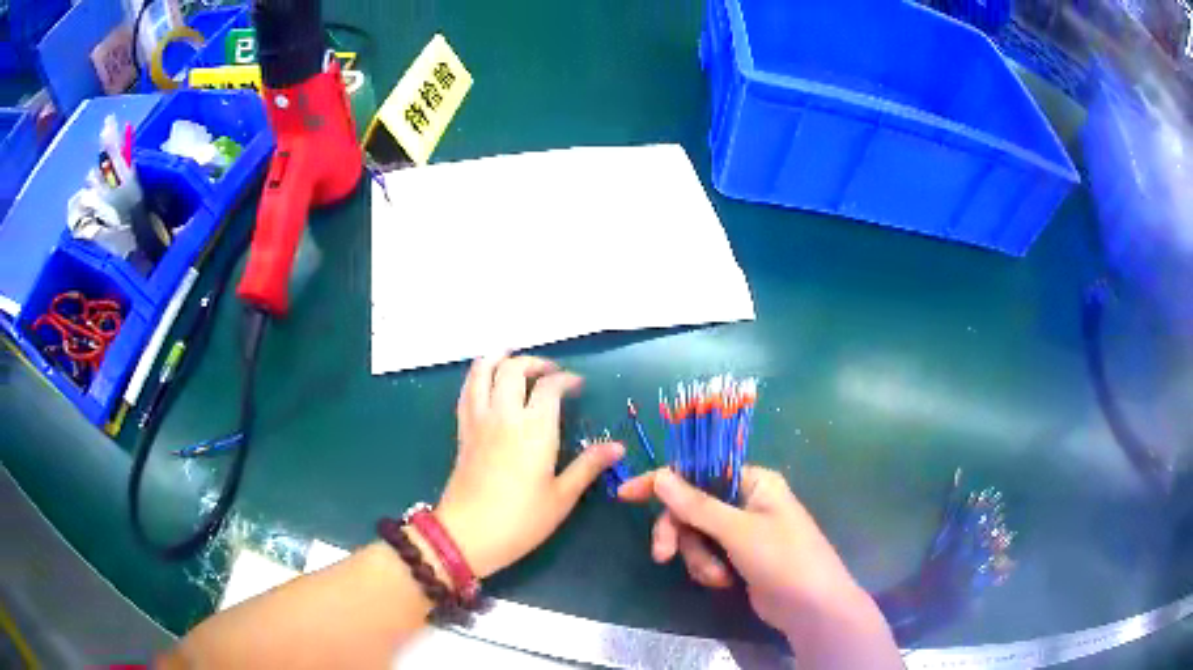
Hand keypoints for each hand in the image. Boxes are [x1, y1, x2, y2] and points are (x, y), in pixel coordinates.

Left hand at [434, 355, 623, 578]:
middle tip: (549, 372)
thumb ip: (588, 467)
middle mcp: (504, 415)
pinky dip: (477, 376)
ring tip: (513, 358)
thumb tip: (617, 446)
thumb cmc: (521, 520)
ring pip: (482, 371)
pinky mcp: (462, 431)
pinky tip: (486, 381)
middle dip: (533, 362)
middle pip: (512, 368)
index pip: (549, 386)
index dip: (565, 379)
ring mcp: (478, 420)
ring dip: (498, 358)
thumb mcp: (562, 497)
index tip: (577, 385)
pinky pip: (467, 391)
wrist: (467, 535)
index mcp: (533, 429)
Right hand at [618, 466, 864, 634]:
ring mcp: (741, 530)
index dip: (662, 481)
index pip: (699, 471)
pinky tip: (724, 582)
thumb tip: (660, 475)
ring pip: (695, 535)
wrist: (811, 607)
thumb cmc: (783, 559)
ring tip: (717, 576)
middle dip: (679, 534)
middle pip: (691, 507)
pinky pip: (706, 554)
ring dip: (698, 558)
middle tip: (661, 555)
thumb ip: (697, 505)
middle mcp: (745, 500)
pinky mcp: (737, 556)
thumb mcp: (738, 530)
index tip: (626, 494)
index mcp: (753, 481)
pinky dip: (708, 569)